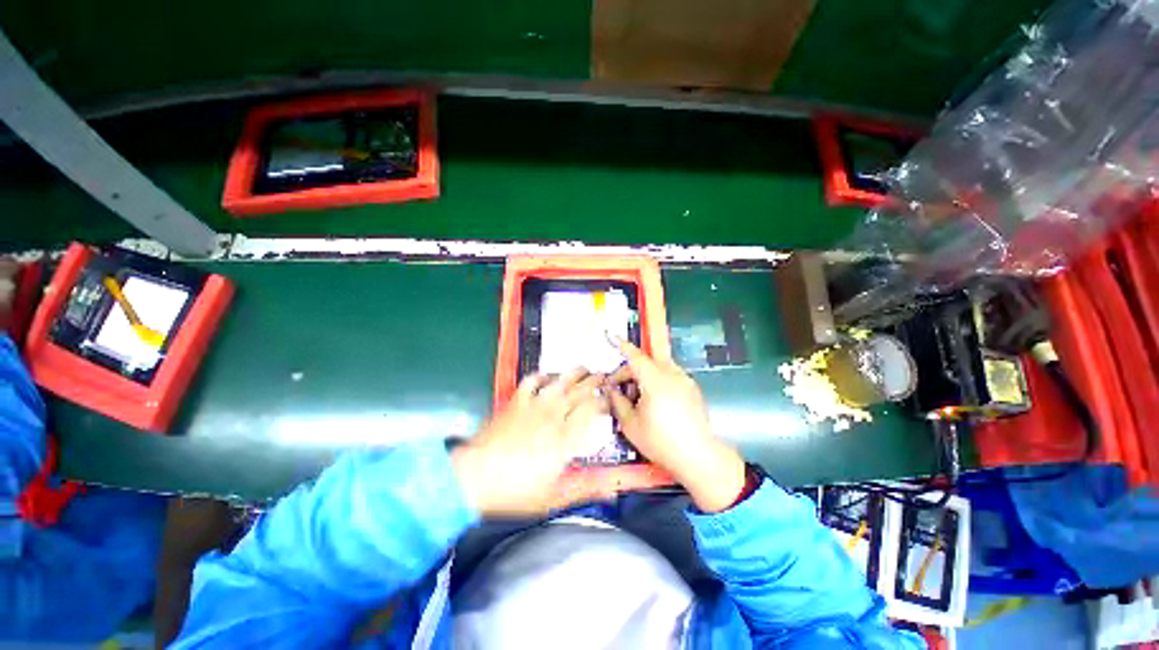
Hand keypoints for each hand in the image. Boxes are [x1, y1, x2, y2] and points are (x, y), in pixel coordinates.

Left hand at [453, 370, 604, 516]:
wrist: (474, 478)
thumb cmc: (515, 492)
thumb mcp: (554, 497)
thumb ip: (585, 489)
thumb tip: (611, 491)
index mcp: (565, 439)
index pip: (591, 412)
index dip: (603, 402)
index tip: (610, 400)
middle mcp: (553, 417)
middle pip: (579, 393)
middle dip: (594, 383)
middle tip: (604, 377)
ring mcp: (533, 406)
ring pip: (559, 382)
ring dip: (574, 374)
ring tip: (584, 368)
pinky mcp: (515, 402)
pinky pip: (531, 381)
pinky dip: (541, 376)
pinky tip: (547, 376)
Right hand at [607, 340, 746, 512]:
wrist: (698, 457)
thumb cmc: (660, 442)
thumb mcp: (631, 425)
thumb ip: (617, 402)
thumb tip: (611, 389)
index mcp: (656, 381)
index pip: (636, 357)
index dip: (622, 346)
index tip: (611, 336)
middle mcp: (672, 374)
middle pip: (646, 362)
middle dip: (630, 370)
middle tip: (618, 387)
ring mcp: (685, 380)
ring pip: (659, 368)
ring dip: (644, 375)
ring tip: (637, 397)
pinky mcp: (692, 388)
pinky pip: (670, 375)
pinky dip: (657, 380)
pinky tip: (654, 401)